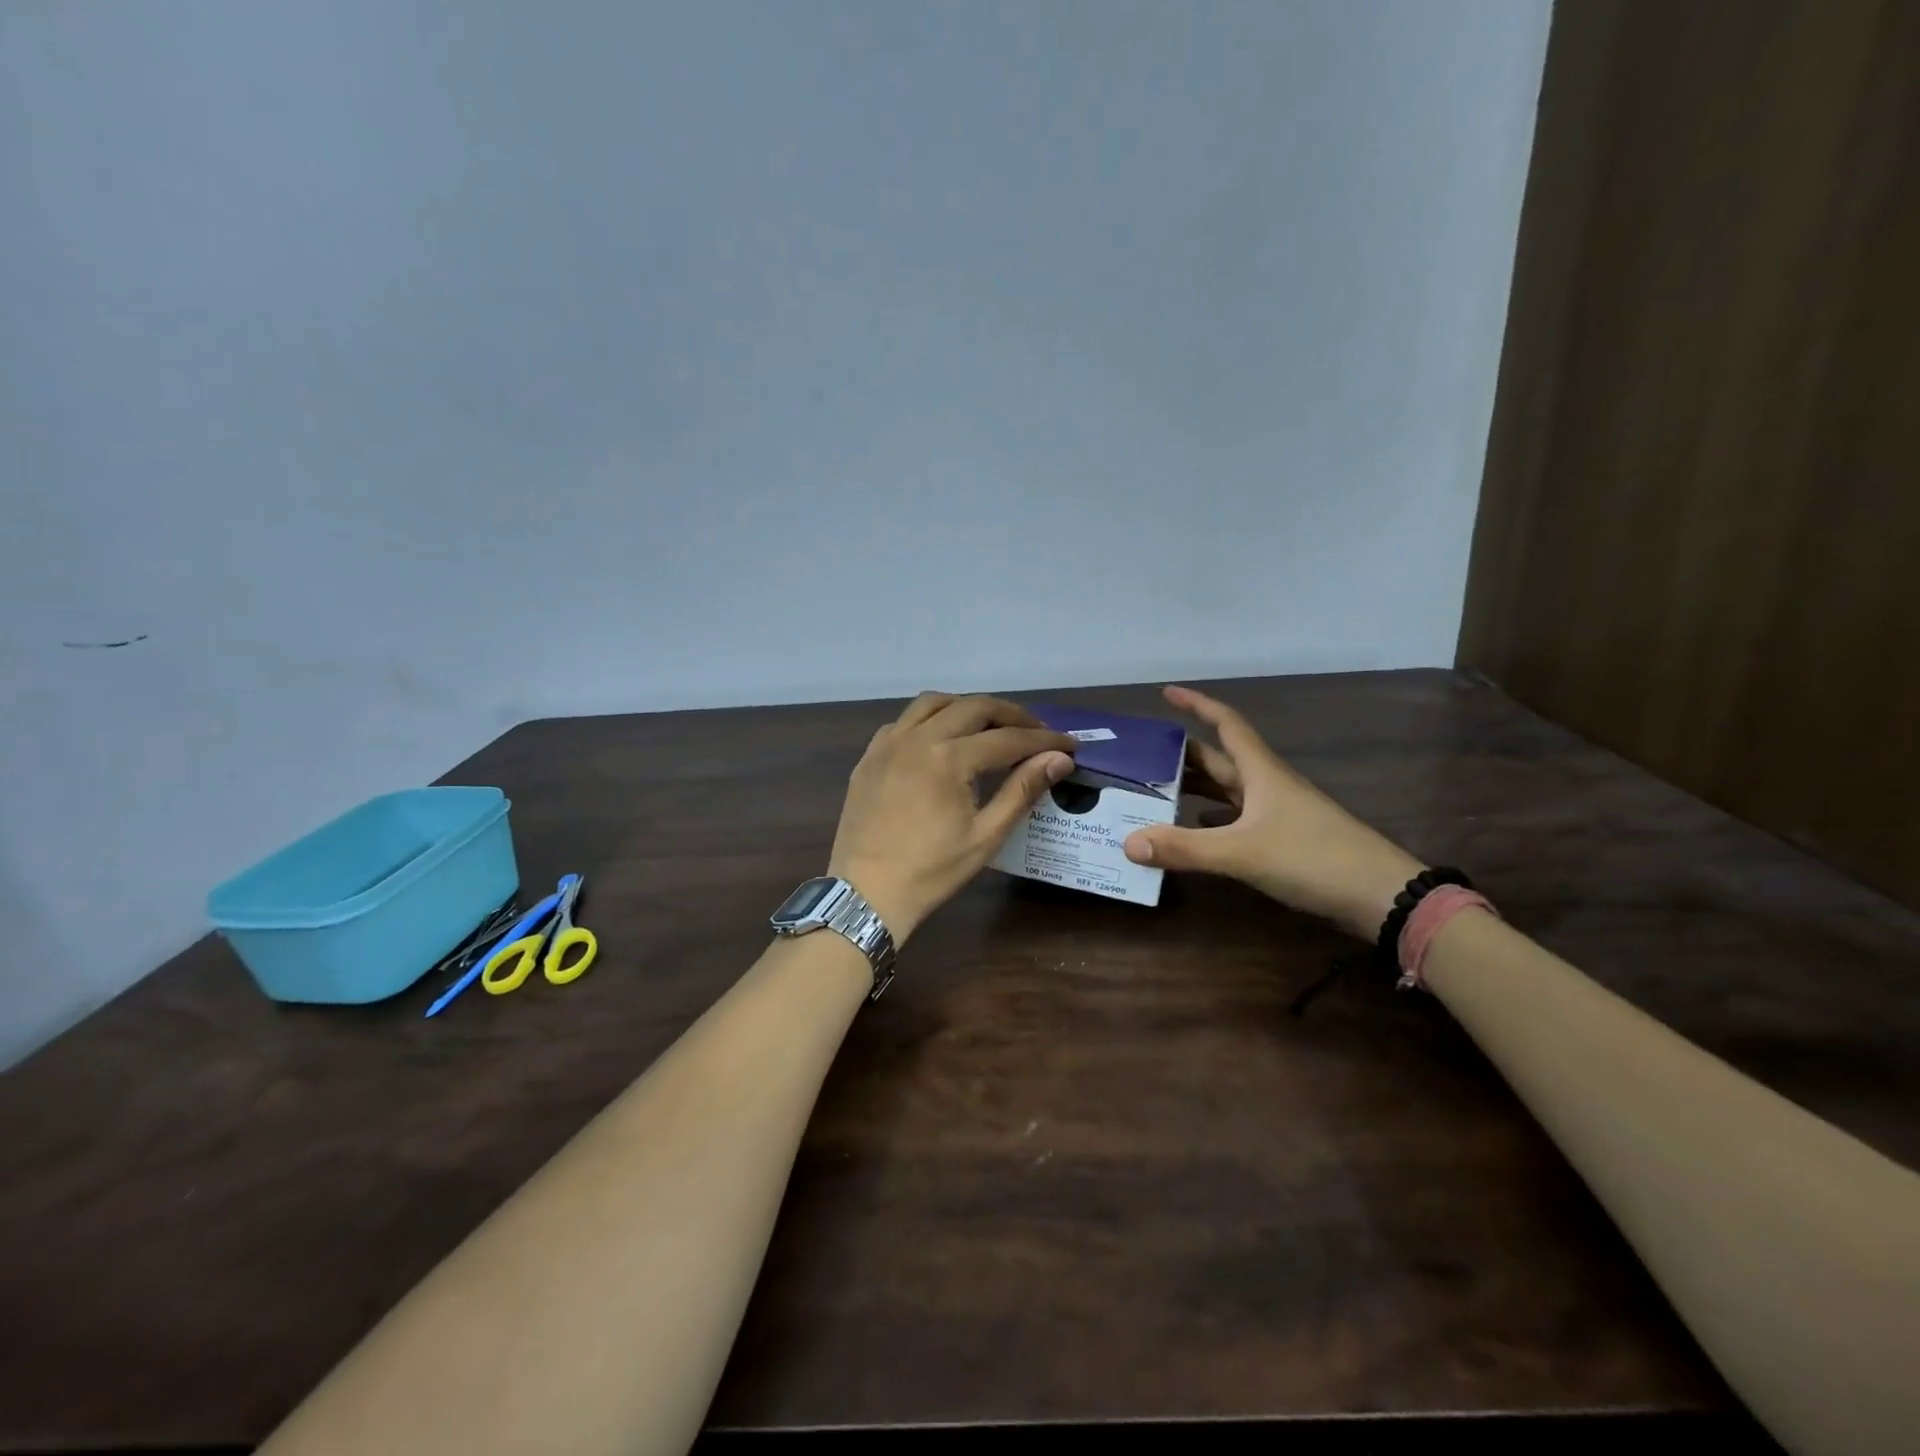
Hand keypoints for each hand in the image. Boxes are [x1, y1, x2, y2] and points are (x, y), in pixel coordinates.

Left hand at [828, 693, 1076, 944]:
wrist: (866, 893)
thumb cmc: (931, 871)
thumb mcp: (985, 836)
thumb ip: (1023, 790)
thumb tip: (1059, 759)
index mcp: (948, 758)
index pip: (1006, 739)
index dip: (1042, 739)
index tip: (1068, 744)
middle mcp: (917, 738)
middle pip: (973, 707)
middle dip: (1010, 715)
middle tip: (1035, 730)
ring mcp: (888, 743)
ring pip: (934, 702)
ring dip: (968, 706)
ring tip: (990, 725)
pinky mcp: (870, 755)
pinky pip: (904, 720)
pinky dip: (929, 719)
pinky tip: (941, 738)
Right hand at [1121, 685, 1424, 939]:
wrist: (1380, 896)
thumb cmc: (1312, 858)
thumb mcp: (1242, 852)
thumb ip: (1184, 848)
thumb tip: (1127, 843)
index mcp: (1260, 772)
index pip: (1225, 723)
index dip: (1197, 704)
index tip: (1166, 692)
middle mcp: (1267, 785)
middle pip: (1220, 757)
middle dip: (1183, 752)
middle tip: (1144, 753)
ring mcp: (1277, 812)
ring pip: (1227, 788)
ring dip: (1195, 785)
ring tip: (1157, 788)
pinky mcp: (1283, 839)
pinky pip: (1236, 818)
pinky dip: (1210, 818)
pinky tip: (1192, 829)